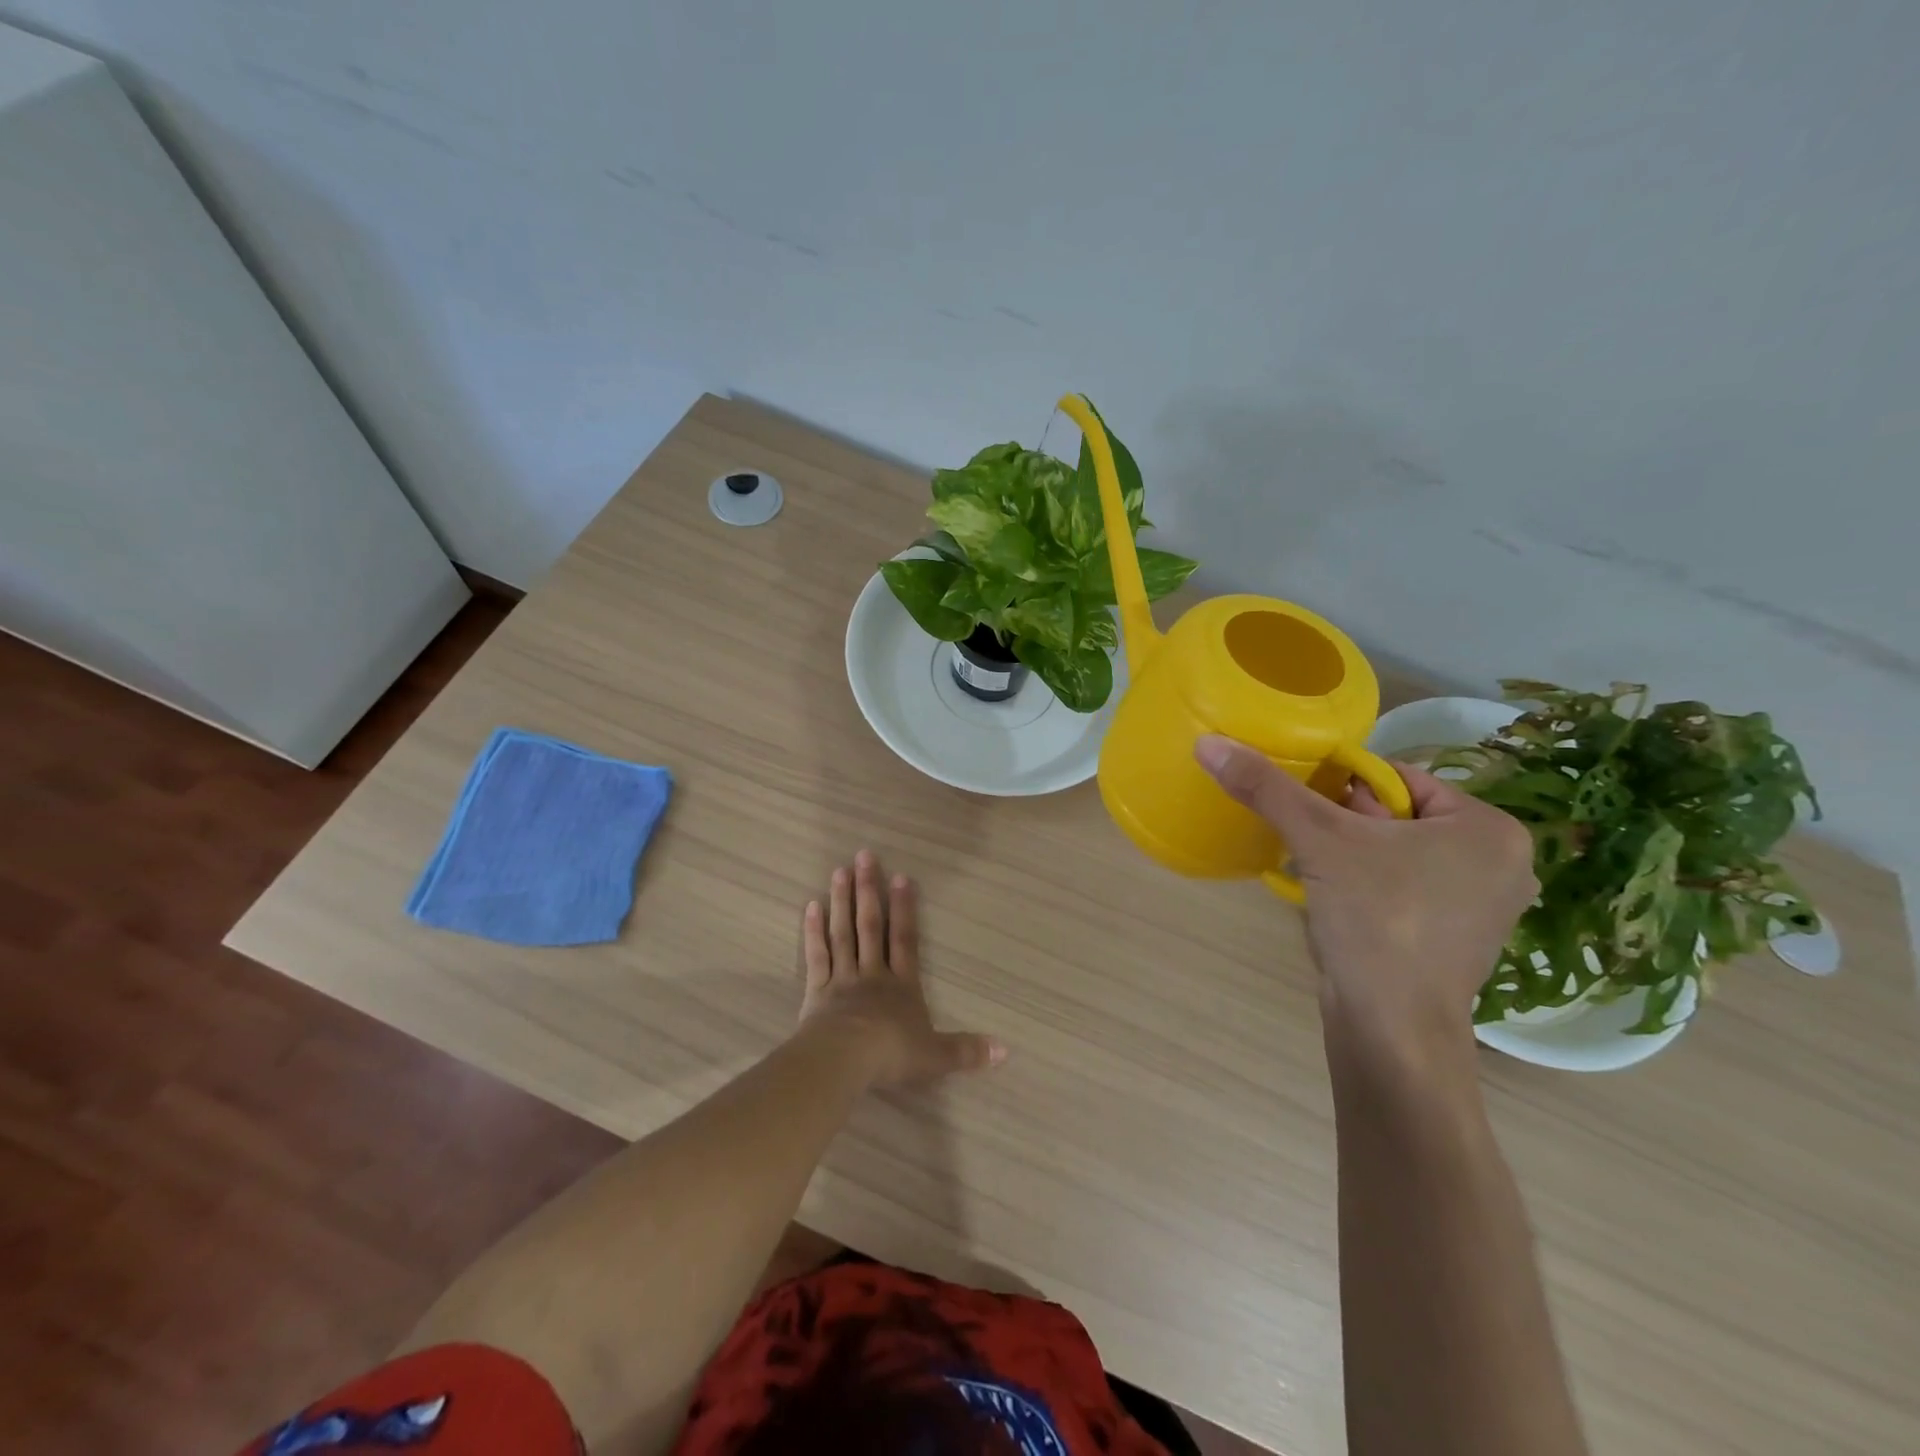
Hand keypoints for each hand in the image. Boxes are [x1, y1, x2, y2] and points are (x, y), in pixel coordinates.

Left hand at [797, 850, 1005, 1087]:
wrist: (844, 1061)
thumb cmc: (892, 1055)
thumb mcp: (936, 1057)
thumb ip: (967, 1051)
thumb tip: (1005, 1051)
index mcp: (902, 986)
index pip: (905, 939)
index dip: (904, 908)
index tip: (900, 876)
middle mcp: (873, 974)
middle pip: (871, 926)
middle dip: (869, 890)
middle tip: (864, 856)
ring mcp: (842, 980)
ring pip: (843, 933)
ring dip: (842, 902)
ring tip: (840, 870)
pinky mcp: (816, 991)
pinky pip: (817, 955)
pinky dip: (814, 931)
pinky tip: (811, 906)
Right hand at [1195, 737, 1536, 1051]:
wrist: (1392, 1029)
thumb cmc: (1376, 920)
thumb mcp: (1318, 840)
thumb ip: (1266, 787)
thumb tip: (1209, 743)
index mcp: (1490, 829)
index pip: (1399, 779)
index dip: (1343, 786)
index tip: (1305, 806)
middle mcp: (1500, 865)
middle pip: (1397, 816)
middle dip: (1345, 823)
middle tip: (1308, 839)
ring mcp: (1480, 908)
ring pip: (1396, 854)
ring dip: (1350, 855)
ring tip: (1315, 869)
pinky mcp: (1454, 942)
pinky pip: (1401, 889)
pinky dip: (1365, 886)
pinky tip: (1336, 902)